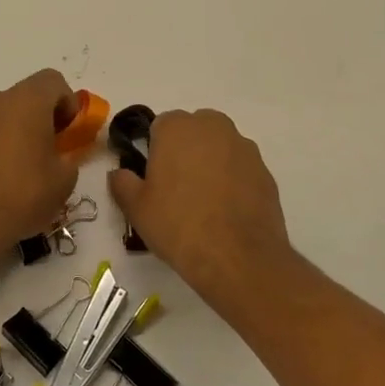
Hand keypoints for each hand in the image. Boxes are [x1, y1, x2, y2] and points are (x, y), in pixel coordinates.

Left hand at [0, 69, 81, 259]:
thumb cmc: (23, 192)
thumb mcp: (64, 178)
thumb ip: (71, 156)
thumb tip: (63, 153)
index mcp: (27, 99)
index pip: (54, 81)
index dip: (69, 103)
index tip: (71, 133)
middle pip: (31, 95)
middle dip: (48, 116)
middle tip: (56, 149)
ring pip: (10, 112)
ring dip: (26, 128)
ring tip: (33, 166)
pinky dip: (6, 141)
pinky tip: (10, 174)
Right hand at [109, 109, 293, 309]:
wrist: (238, 258)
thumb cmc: (178, 225)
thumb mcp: (136, 208)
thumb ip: (122, 182)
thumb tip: (119, 173)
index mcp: (177, 127)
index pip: (160, 126)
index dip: (154, 151)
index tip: (153, 178)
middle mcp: (212, 126)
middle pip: (193, 131)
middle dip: (185, 151)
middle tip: (176, 189)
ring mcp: (244, 147)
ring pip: (219, 147)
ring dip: (210, 164)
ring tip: (204, 203)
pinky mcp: (265, 171)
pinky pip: (240, 169)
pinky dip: (233, 181)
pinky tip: (226, 212)